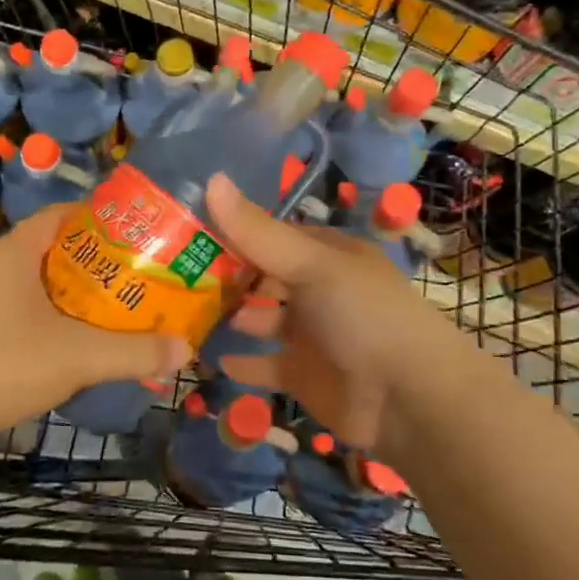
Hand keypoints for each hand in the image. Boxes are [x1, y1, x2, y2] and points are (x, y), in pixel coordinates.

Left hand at [0, 204, 189, 447]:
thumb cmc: (1, 365)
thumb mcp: (77, 358)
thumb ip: (133, 352)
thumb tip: (186, 349)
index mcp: (11, 252)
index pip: (59, 215)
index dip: (96, 221)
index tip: (129, 237)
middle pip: (42, 249)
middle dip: (82, 263)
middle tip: (120, 282)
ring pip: (17, 282)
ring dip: (52, 293)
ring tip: (90, 314)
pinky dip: (25, 317)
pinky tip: (42, 348)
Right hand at [205, 173, 466, 451]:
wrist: (409, 399)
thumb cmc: (363, 315)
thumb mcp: (312, 265)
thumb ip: (259, 232)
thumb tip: (211, 180)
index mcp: (325, 254)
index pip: (270, 234)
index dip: (231, 230)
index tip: (184, 229)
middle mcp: (316, 289)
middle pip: (261, 276)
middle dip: (223, 275)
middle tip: (169, 273)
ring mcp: (309, 334)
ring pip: (259, 318)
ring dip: (228, 316)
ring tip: (179, 313)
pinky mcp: (303, 375)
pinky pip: (263, 364)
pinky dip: (240, 362)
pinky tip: (208, 358)